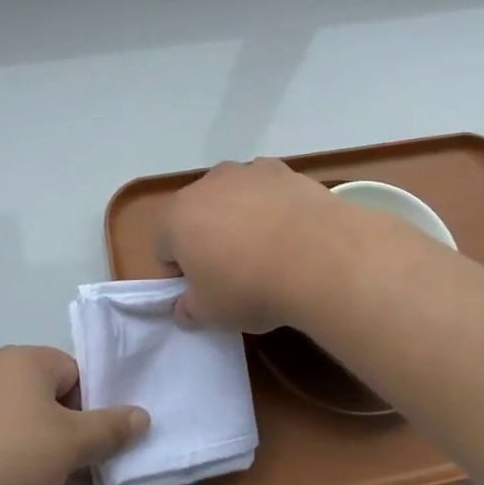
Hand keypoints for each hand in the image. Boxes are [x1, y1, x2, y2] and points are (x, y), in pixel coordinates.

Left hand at [0, 346, 147, 484]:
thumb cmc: (6, 459)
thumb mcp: (70, 447)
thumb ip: (110, 429)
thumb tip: (141, 416)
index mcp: (26, 359)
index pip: (75, 375)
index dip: (88, 413)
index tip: (86, 452)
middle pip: (45, 398)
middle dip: (60, 437)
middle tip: (64, 479)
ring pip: (14, 420)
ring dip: (31, 451)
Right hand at [154, 158, 352, 333]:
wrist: (319, 257)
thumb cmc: (251, 287)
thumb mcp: (211, 314)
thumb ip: (188, 310)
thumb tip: (185, 306)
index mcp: (177, 217)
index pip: (163, 247)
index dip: (180, 273)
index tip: (203, 292)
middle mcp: (206, 184)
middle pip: (197, 215)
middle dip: (208, 239)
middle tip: (234, 273)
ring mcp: (246, 171)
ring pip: (232, 198)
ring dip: (240, 218)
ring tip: (268, 251)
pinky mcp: (282, 170)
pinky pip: (266, 190)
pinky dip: (272, 205)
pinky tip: (292, 232)